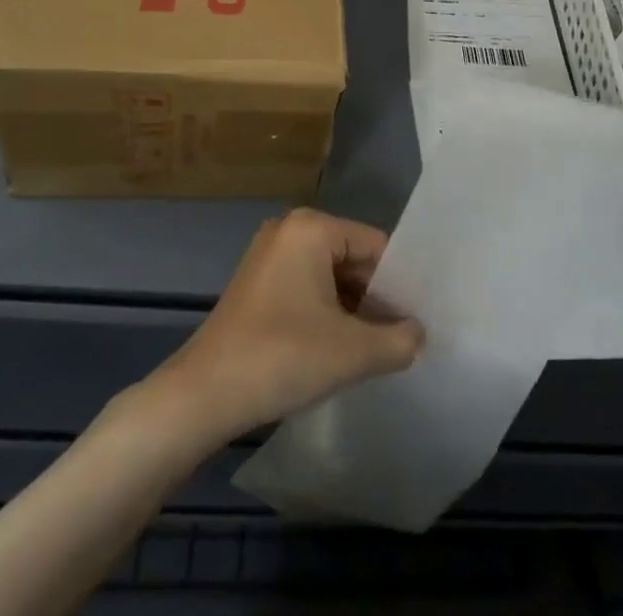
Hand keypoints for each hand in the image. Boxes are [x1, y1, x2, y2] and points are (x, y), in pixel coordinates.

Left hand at [148, 210, 422, 445]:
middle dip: (376, 299)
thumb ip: (398, 340)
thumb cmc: (282, 357)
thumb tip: (420, 333)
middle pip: (352, 259)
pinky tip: (339, 350)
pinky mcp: (257, 283)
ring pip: (330, 276)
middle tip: (402, 339)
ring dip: (352, 310)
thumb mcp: (352, 352)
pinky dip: (326, 314)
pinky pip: (306, 288)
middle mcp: (290, 228)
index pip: (375, 246)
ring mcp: (269, 255)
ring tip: (376, 349)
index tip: (418, 321)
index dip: (400, 284)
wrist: (203, 395)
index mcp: (312, 227)